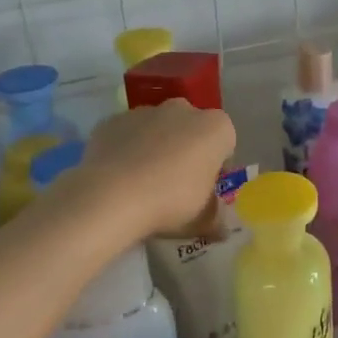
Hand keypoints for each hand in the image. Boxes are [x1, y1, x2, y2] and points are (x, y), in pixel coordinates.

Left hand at [75, 99, 236, 240]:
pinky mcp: (113, 120)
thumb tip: (220, 227)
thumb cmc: (171, 202)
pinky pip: (126, 134)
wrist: (112, 197)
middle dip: (186, 150)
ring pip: (157, 128)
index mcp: (216, 128)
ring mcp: (145, 111)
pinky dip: (125, 149)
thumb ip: (216, 218)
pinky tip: (118, 176)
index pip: (225, 144)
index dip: (216, 167)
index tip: (204, 189)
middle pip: (190, 130)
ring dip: (155, 147)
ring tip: (142, 182)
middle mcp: (184, 110)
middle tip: (175, 184)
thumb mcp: (204, 220)